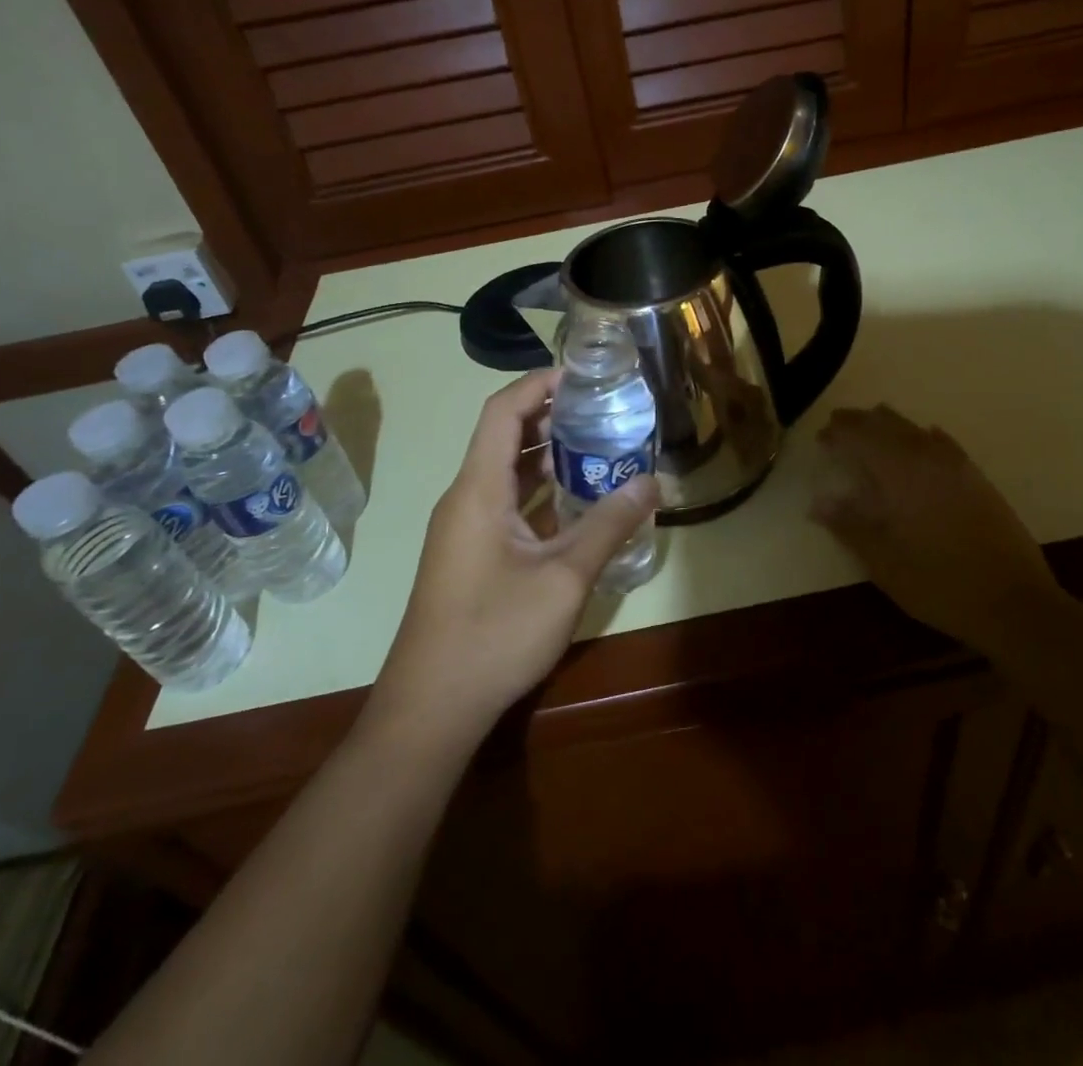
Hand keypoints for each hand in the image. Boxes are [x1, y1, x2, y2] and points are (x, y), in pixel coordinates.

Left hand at [373, 370, 657, 740]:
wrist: (432, 707)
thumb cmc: (495, 633)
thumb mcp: (564, 578)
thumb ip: (608, 525)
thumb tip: (650, 482)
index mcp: (478, 489)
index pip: (502, 411)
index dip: (538, 383)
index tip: (582, 374)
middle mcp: (466, 498)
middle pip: (503, 437)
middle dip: (550, 416)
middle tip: (603, 409)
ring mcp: (465, 528)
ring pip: (506, 473)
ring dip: (546, 455)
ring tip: (598, 445)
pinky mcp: (471, 554)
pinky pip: (506, 504)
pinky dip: (539, 491)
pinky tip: (577, 501)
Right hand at [810, 404, 1052, 648]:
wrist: (1015, 604)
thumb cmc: (940, 585)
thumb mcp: (884, 563)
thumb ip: (850, 526)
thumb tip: (817, 502)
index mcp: (902, 475)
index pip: (863, 437)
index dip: (840, 432)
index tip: (821, 437)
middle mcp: (929, 460)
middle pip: (889, 425)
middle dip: (861, 422)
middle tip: (838, 427)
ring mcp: (958, 468)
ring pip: (917, 430)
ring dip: (889, 425)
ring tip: (870, 428)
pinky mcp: (978, 480)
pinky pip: (944, 444)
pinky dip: (924, 436)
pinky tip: (924, 439)